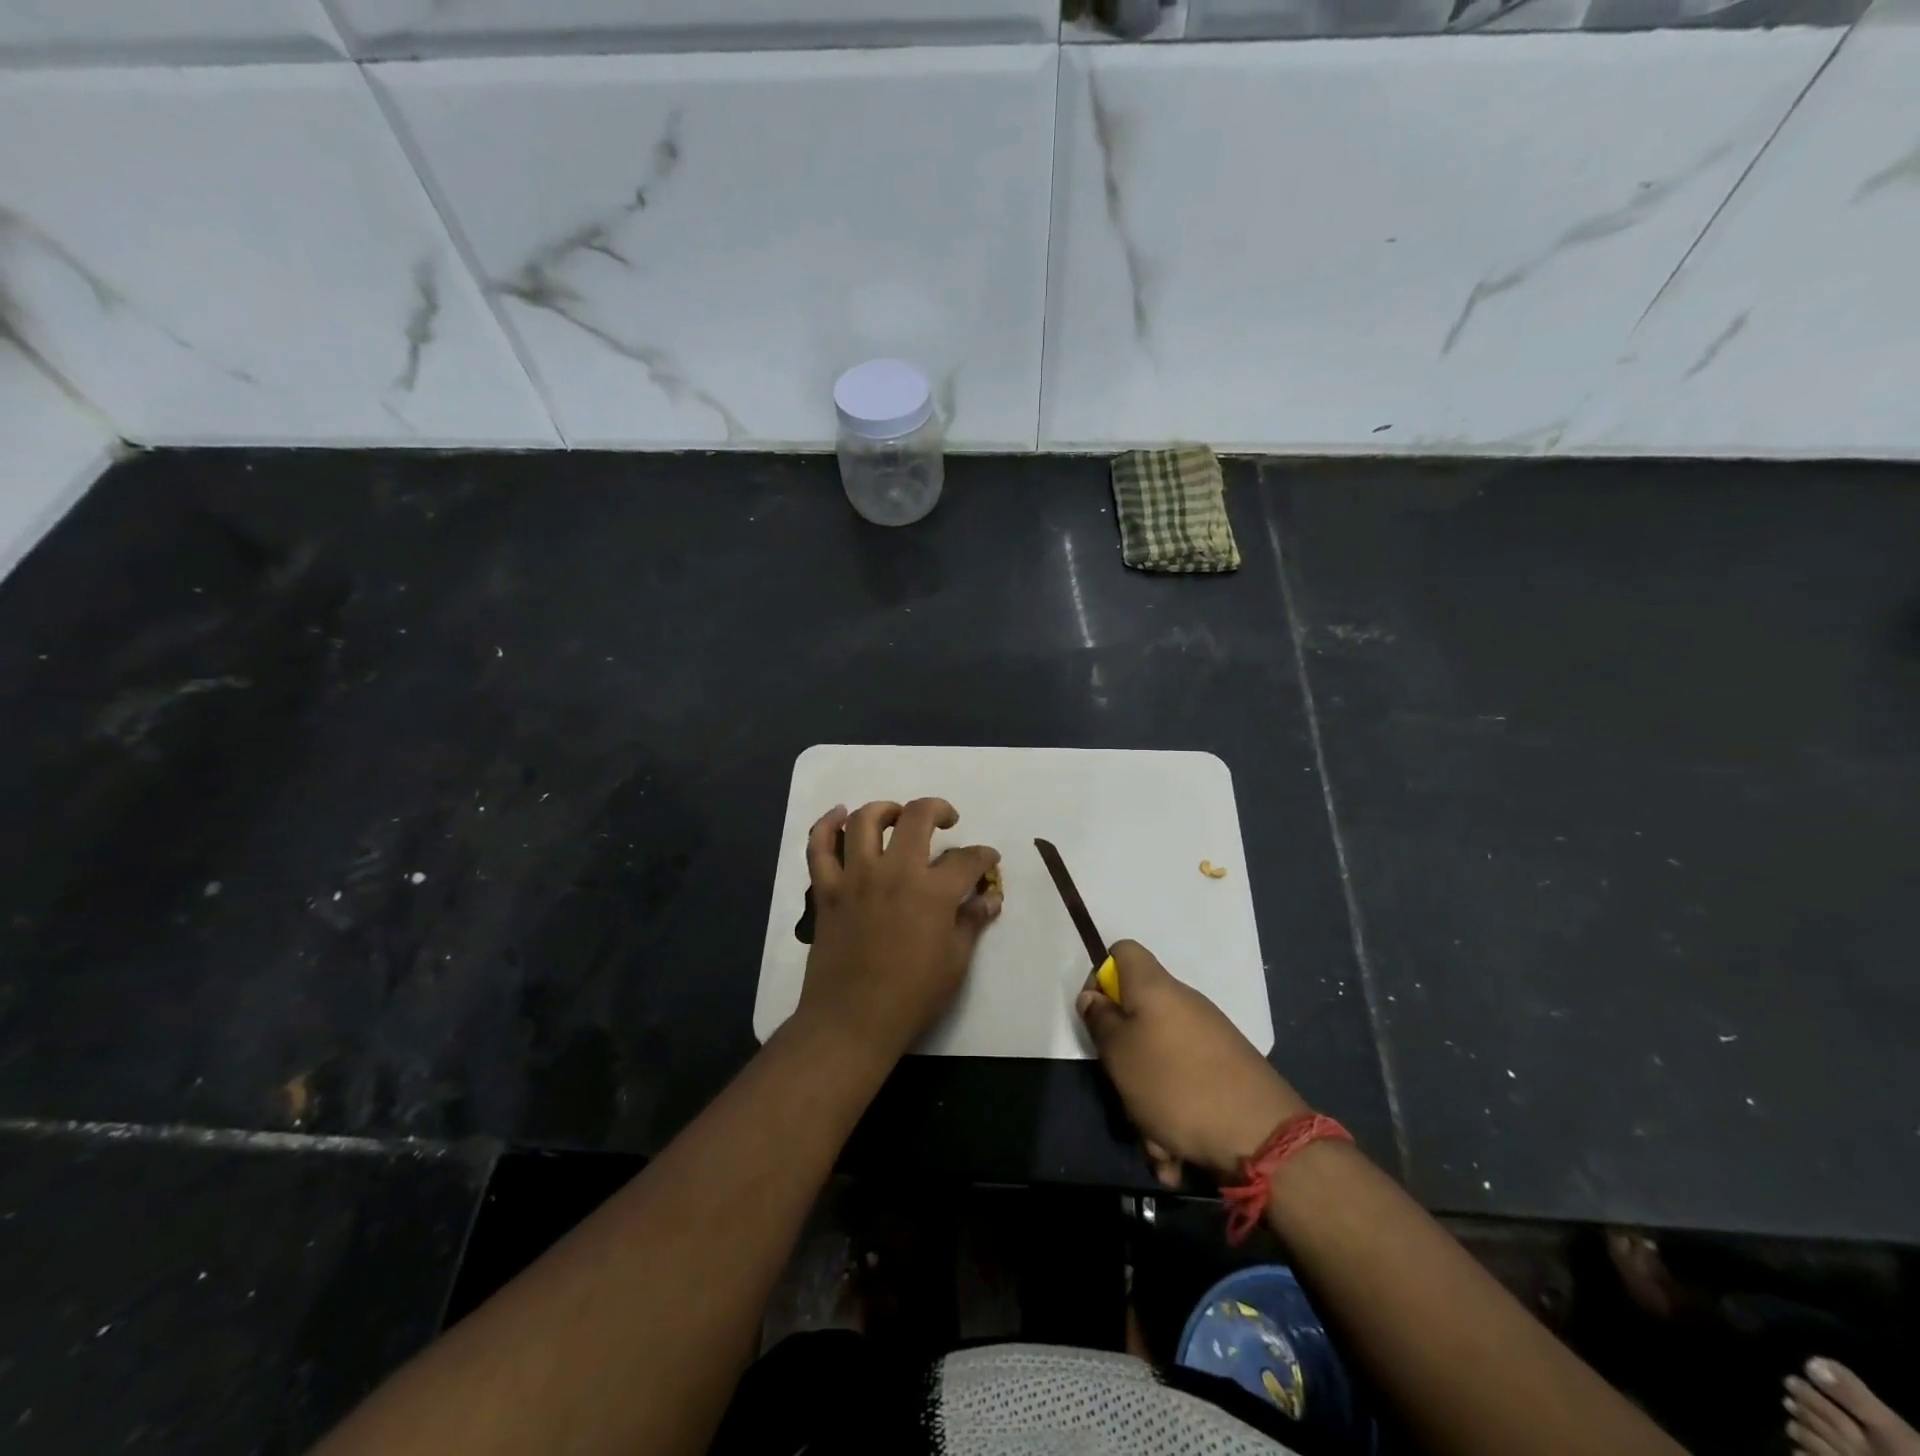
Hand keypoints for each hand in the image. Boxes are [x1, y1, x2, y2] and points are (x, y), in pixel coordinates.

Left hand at [795, 798, 1001, 1065]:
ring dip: (885, 809)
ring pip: (865, 820)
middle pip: (917, 817)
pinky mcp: (826, 890)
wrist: (852, 1021)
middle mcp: (894, 872)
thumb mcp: (955, 962)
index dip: (983, 856)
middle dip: (939, 810)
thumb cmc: (911, 996)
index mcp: (932, 892)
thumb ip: (972, 922)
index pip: (966, 860)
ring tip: (897, 817)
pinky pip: (818, 847)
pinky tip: (839, 815)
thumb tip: (990, 898)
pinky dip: (825, 824)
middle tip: (946, 820)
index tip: (988, 860)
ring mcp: (855, 877)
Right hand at [1077, 941, 1306, 1184]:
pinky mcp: (1226, 1071)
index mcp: (1155, 988)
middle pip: (1138, 1015)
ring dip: (1148, 1103)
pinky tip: (1176, 1156)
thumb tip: (1094, 997)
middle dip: (1124, 1059)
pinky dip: (1174, 1118)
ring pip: (1159, 1062)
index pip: (1122, 952)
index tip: (1096, 1016)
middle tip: (1120, 1089)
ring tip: (1155, 1144)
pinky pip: (1185, 1086)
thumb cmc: (1175, 1085)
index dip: (1100, 977)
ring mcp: (1208, 1038)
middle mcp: (1184, 1004)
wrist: (1263, 1136)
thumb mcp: (1120, 1054)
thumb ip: (1100, 1020)